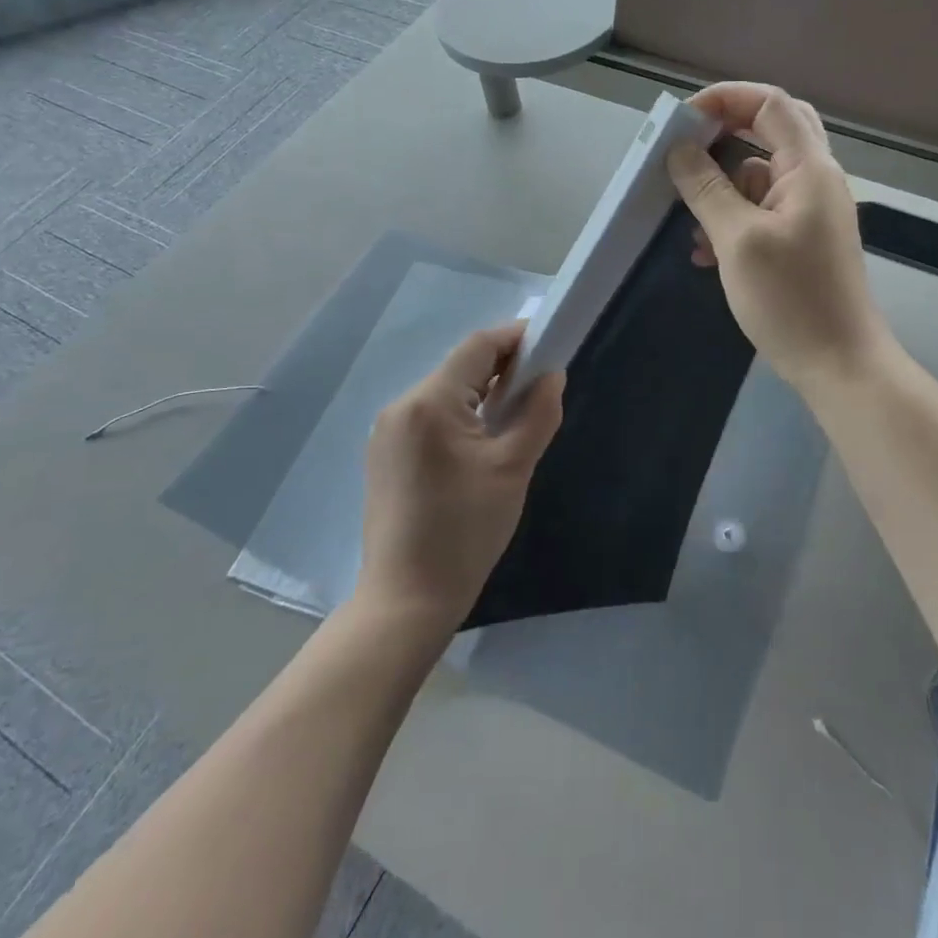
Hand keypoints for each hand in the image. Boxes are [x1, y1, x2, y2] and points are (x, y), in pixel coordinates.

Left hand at [357, 324, 564, 633]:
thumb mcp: (514, 468)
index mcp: (429, 402)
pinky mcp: (385, 454)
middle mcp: (401, 405)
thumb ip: (538, 413)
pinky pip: (429, 416)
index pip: (478, 346)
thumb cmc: (466, 531)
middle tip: (539, 387)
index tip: (549, 345)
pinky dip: (460, 415)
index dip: (516, 338)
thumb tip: (552, 375)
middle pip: (460, 367)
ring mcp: (387, 431)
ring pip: (445, 392)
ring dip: (481, 393)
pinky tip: (481, 442)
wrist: (407, 599)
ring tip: (515, 415)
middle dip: (502, 368)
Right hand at [667, 83, 887, 391]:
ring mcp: (811, 211)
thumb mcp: (738, 240)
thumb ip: (707, 189)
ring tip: (688, 218)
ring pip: (762, 174)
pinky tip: (706, 252)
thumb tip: (678, 149)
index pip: (770, 104)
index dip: (725, 99)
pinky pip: (762, 210)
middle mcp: (816, 180)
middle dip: (725, 134)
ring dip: (723, 185)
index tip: (681, 121)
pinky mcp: (803, 240)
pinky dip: (733, 218)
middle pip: (771, 130)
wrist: (839, 365)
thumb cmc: (791, 299)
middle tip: (686, 149)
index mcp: (809, 168)